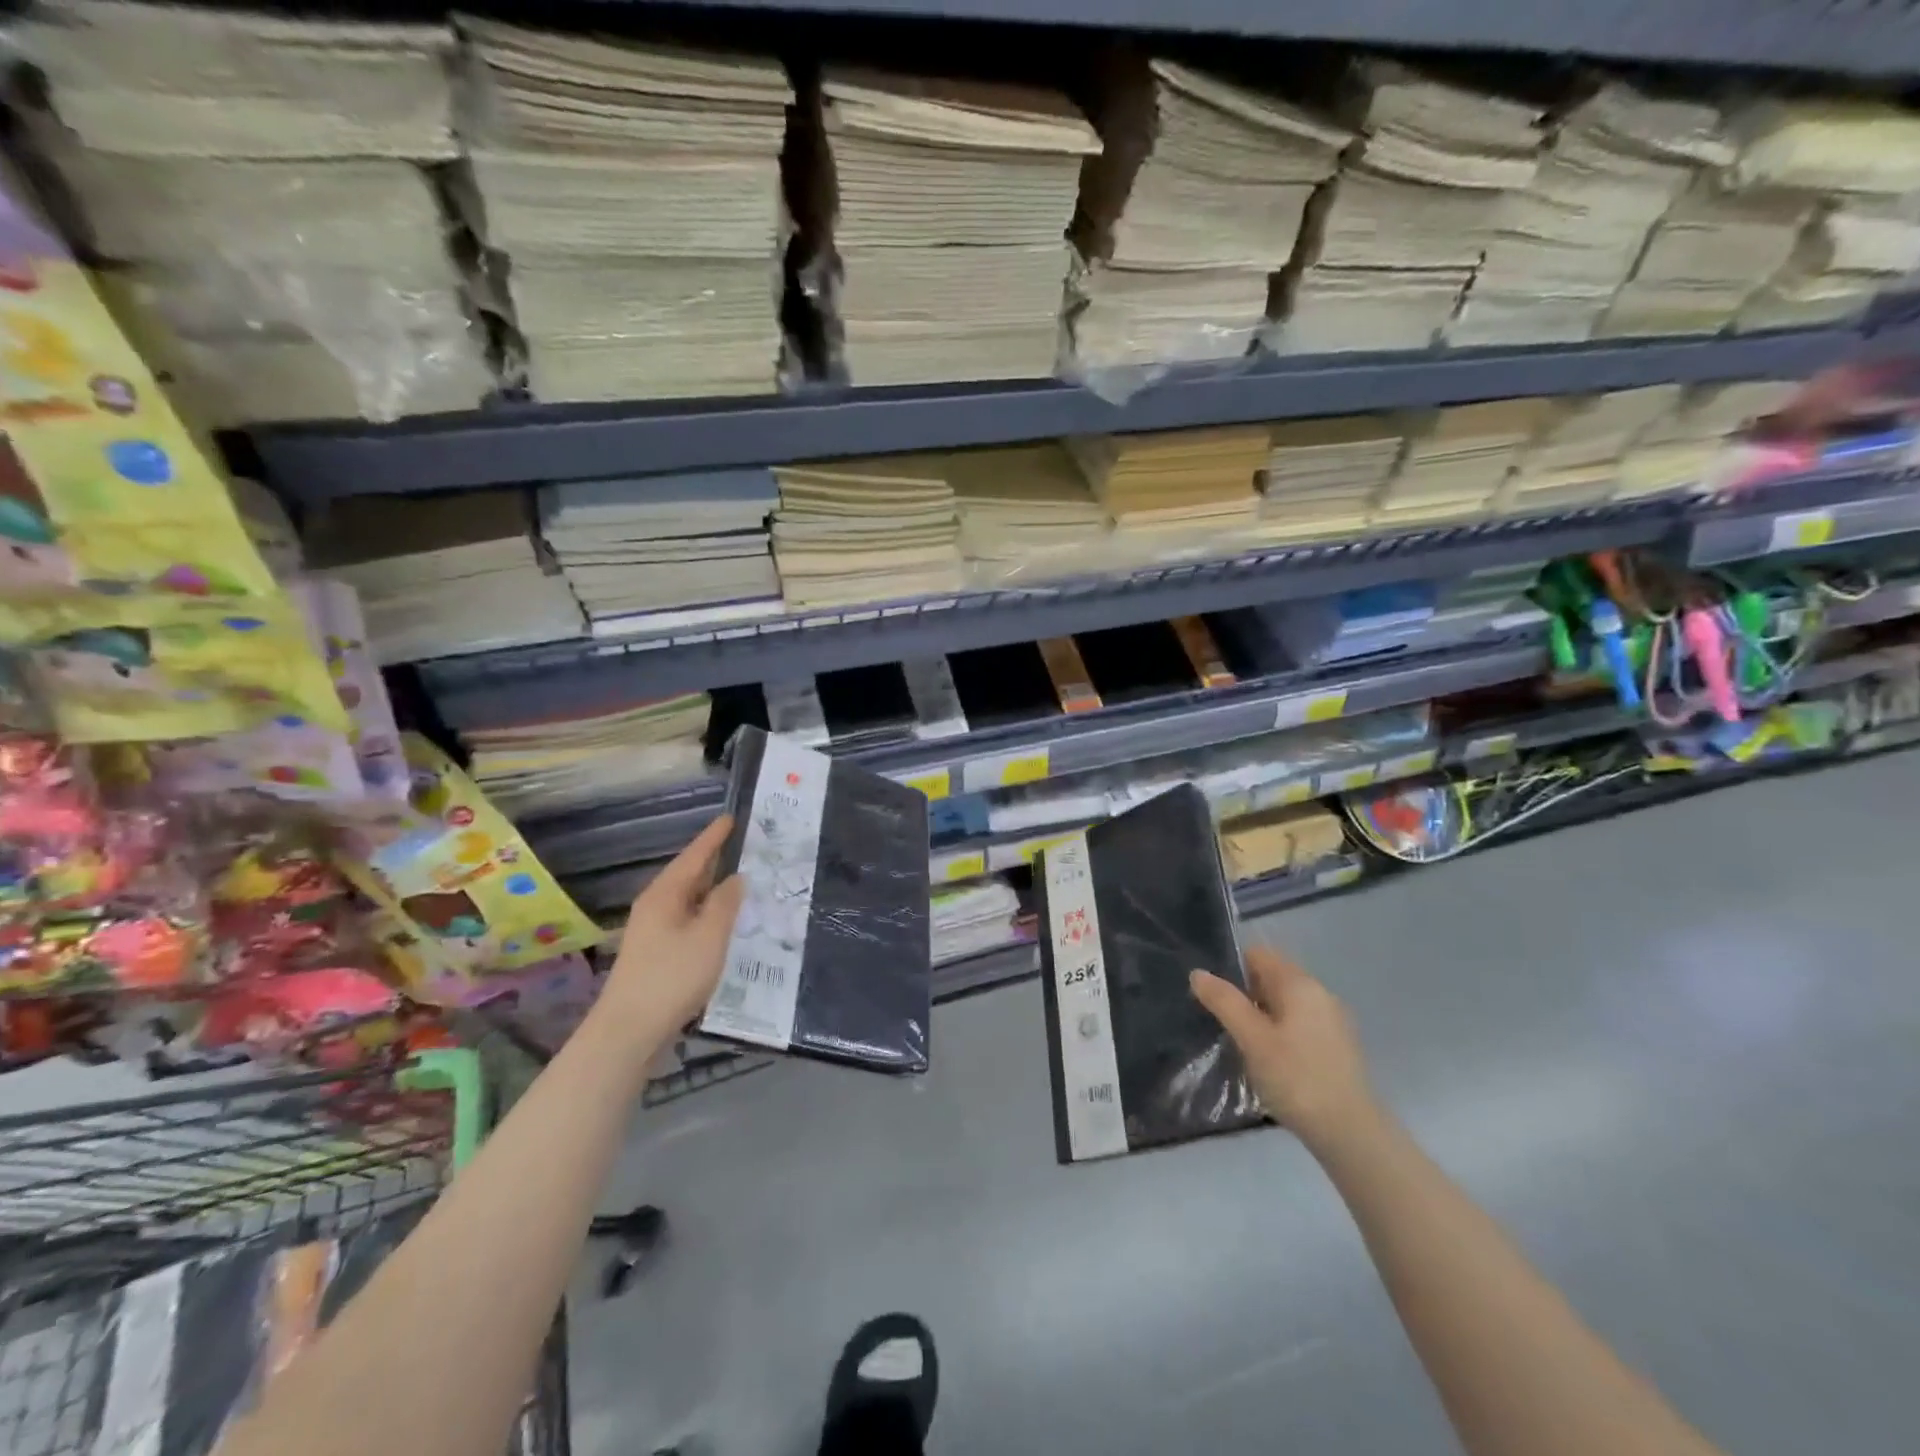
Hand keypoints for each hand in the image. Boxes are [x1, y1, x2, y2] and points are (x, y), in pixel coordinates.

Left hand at [599, 816, 744, 1044]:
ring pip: (689, 899)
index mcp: (665, 894)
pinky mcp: (657, 953)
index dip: (714, 837)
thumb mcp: (709, 935)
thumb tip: (736, 878)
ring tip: (743, 880)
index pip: (695, 855)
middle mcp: (656, 906)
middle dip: (716, 860)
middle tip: (746, 847)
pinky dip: (708, 913)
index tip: (732, 818)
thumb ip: (726, 903)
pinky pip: (688, 920)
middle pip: (689, 875)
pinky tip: (725, 922)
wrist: (629, 1031)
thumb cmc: (672, 976)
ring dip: (713, 889)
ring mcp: (653, 931)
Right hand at [1191, 945, 1377, 1153]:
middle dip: (1245, 993)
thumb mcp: (1251, 1038)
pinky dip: (1279, 1032)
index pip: (1259, 955)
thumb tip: (1198, 973)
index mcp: (1300, 984)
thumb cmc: (1296, 1078)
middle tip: (1221, 1021)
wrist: (1350, 1133)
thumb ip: (1224, 1002)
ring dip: (1261, 1015)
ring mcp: (1332, 1021)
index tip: (1212, 994)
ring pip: (1285, 1004)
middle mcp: (1320, 994)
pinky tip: (1269, 1060)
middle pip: (1272, 978)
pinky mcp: (1336, 1047)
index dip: (1231, 967)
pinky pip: (1299, 1025)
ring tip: (1241, 1042)